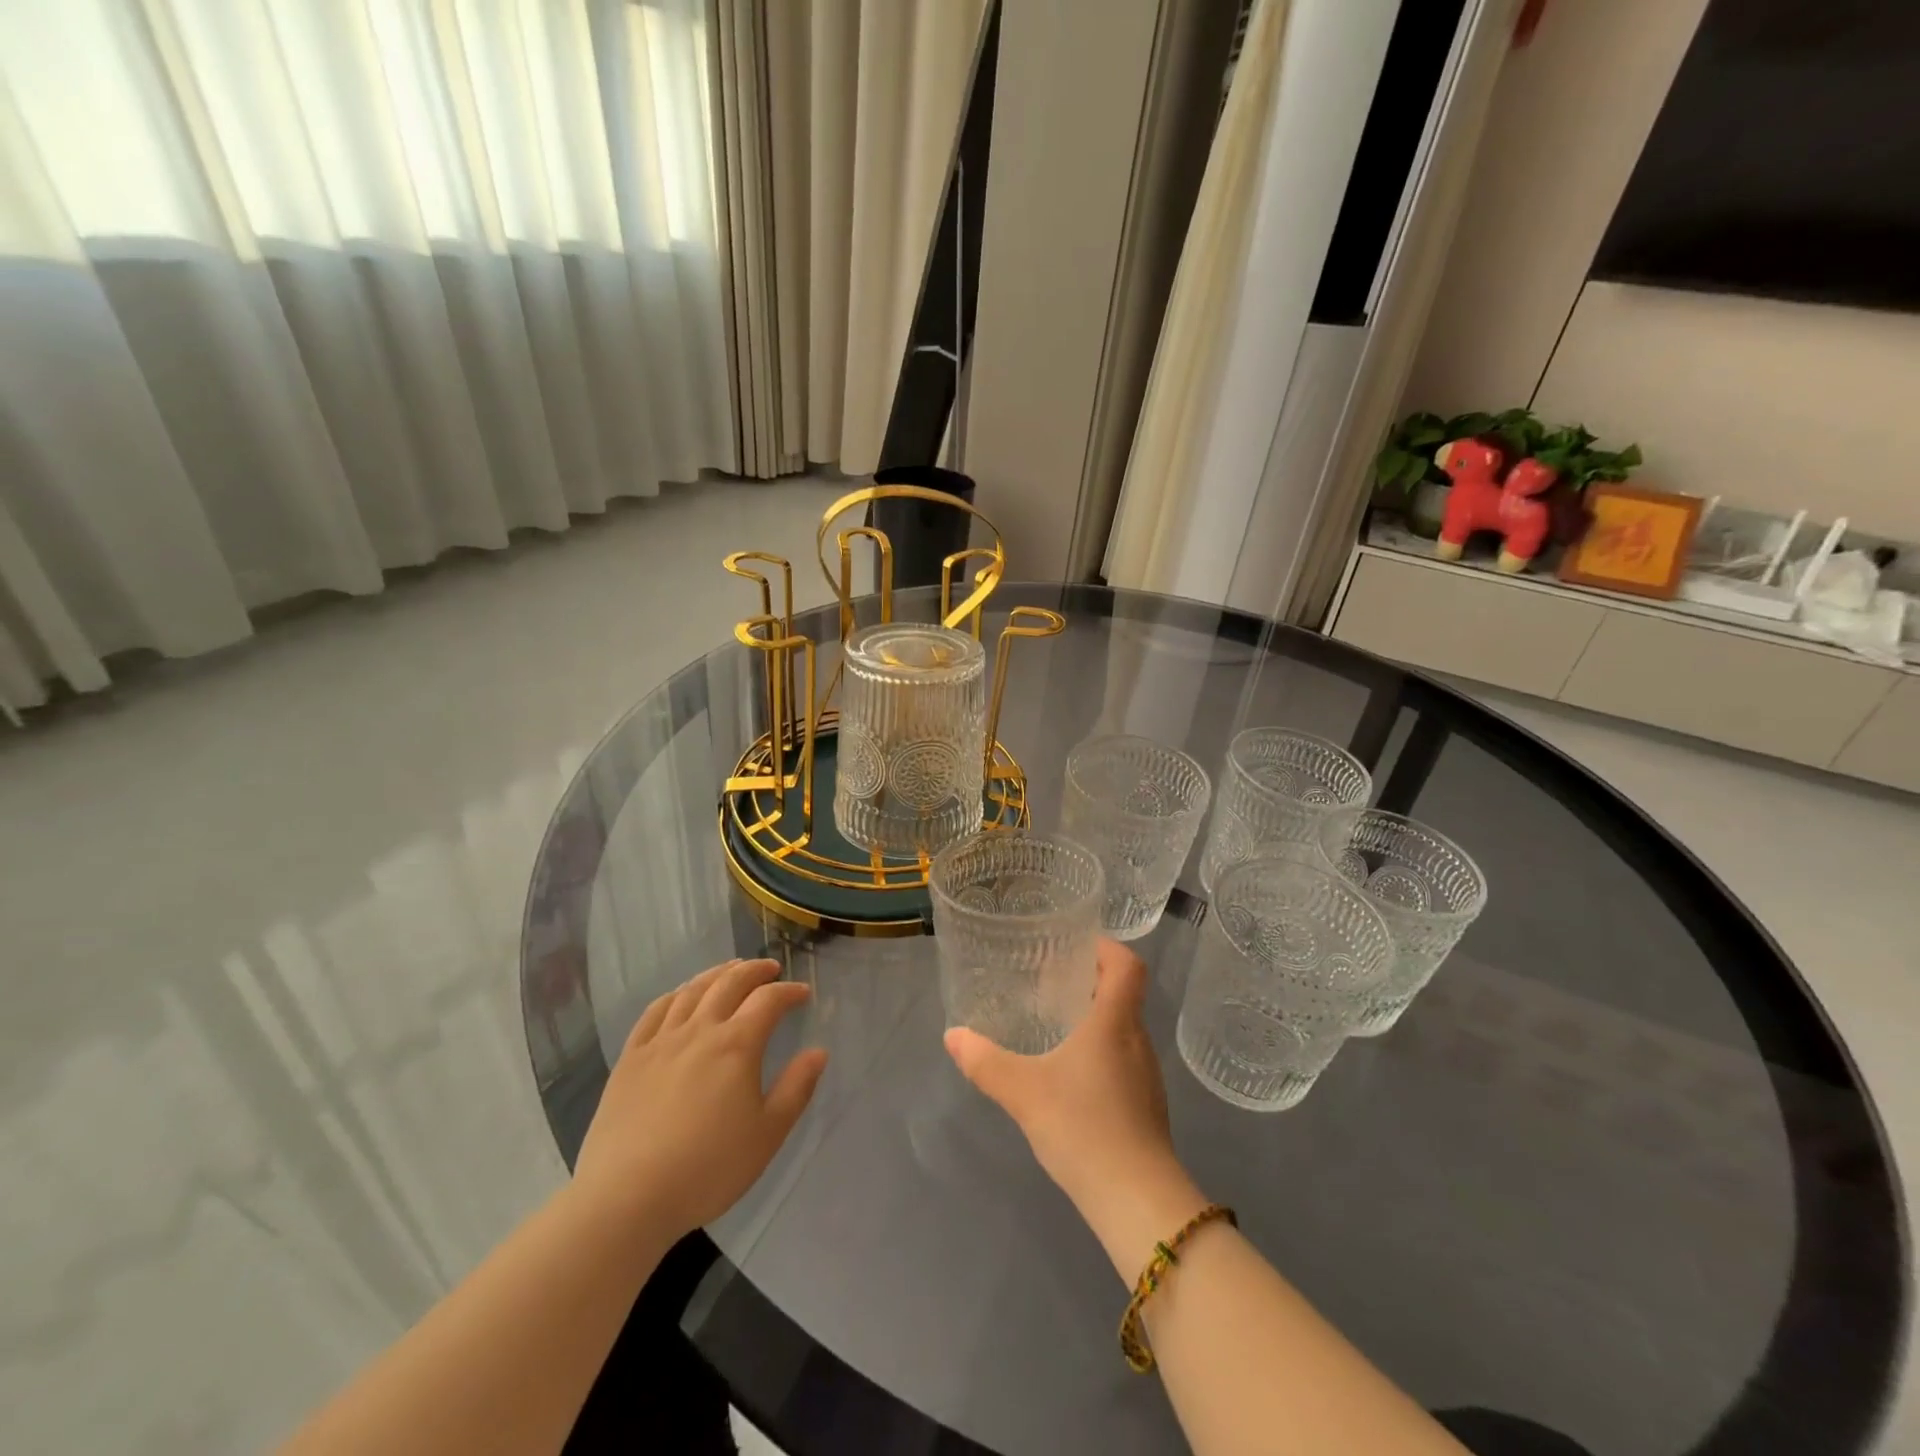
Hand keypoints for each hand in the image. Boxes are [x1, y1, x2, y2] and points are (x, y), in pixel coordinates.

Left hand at [572, 958, 827, 1241]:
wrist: (627, 1197)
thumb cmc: (708, 1168)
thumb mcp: (768, 1134)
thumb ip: (796, 1088)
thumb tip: (818, 1052)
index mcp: (737, 1045)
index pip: (769, 1000)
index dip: (789, 991)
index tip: (803, 993)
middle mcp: (700, 1031)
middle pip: (730, 983)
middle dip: (754, 970)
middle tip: (770, 968)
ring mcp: (661, 1042)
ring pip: (692, 991)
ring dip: (716, 973)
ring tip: (730, 970)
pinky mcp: (631, 1058)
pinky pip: (655, 1012)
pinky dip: (675, 995)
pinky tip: (681, 996)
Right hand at [943, 940, 1179, 1211]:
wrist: (1138, 1202)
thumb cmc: (1084, 1127)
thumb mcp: (1024, 1091)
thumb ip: (985, 1062)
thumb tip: (953, 1035)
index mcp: (1115, 1022)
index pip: (1127, 964)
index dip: (1106, 947)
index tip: (1075, 944)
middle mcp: (1137, 1040)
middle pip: (1123, 994)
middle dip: (1089, 982)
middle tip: (1050, 982)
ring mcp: (1146, 1076)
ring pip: (1122, 1029)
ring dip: (1094, 1019)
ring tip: (1055, 1025)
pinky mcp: (1146, 1106)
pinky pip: (1123, 1060)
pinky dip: (1099, 1052)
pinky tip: (1070, 1076)